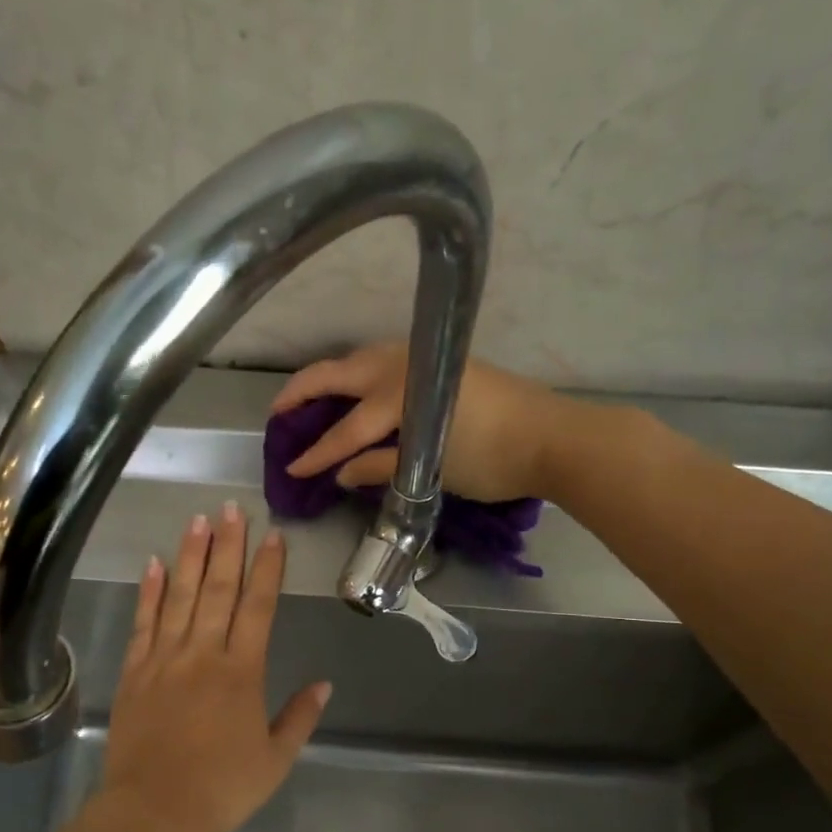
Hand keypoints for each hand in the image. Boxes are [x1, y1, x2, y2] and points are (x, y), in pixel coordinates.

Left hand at [96, 503, 330, 831]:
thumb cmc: (221, 789)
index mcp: (242, 672)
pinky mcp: (134, 672)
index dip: (267, 569)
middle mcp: (203, 654)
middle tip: (231, 508)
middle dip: (227, 546)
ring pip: (180, 596)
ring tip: (197, 520)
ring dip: (190, 556)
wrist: (153, 812)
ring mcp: (164, 659)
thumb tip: (325, 684)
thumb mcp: (275, 760)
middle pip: (218, 589)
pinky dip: (149, 592)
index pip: (258, 607)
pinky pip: (143, 623)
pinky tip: (154, 563)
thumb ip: (300, 718)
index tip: (272, 536)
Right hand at [271, 342, 559, 502]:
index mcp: (398, 395)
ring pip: (361, 360)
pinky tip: (356, 391)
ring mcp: (422, 358)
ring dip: (331, 377)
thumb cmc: (492, 458)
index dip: (316, 453)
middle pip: (340, 374)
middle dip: (303, 391)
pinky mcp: (440, 362)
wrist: (553, 437)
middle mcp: (403, 366)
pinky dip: (360, 376)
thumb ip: (382, 468)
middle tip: (278, 412)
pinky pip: (384, 363)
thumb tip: (342, 474)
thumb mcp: (431, 471)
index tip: (290, 468)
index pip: (345, 429)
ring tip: (311, 398)